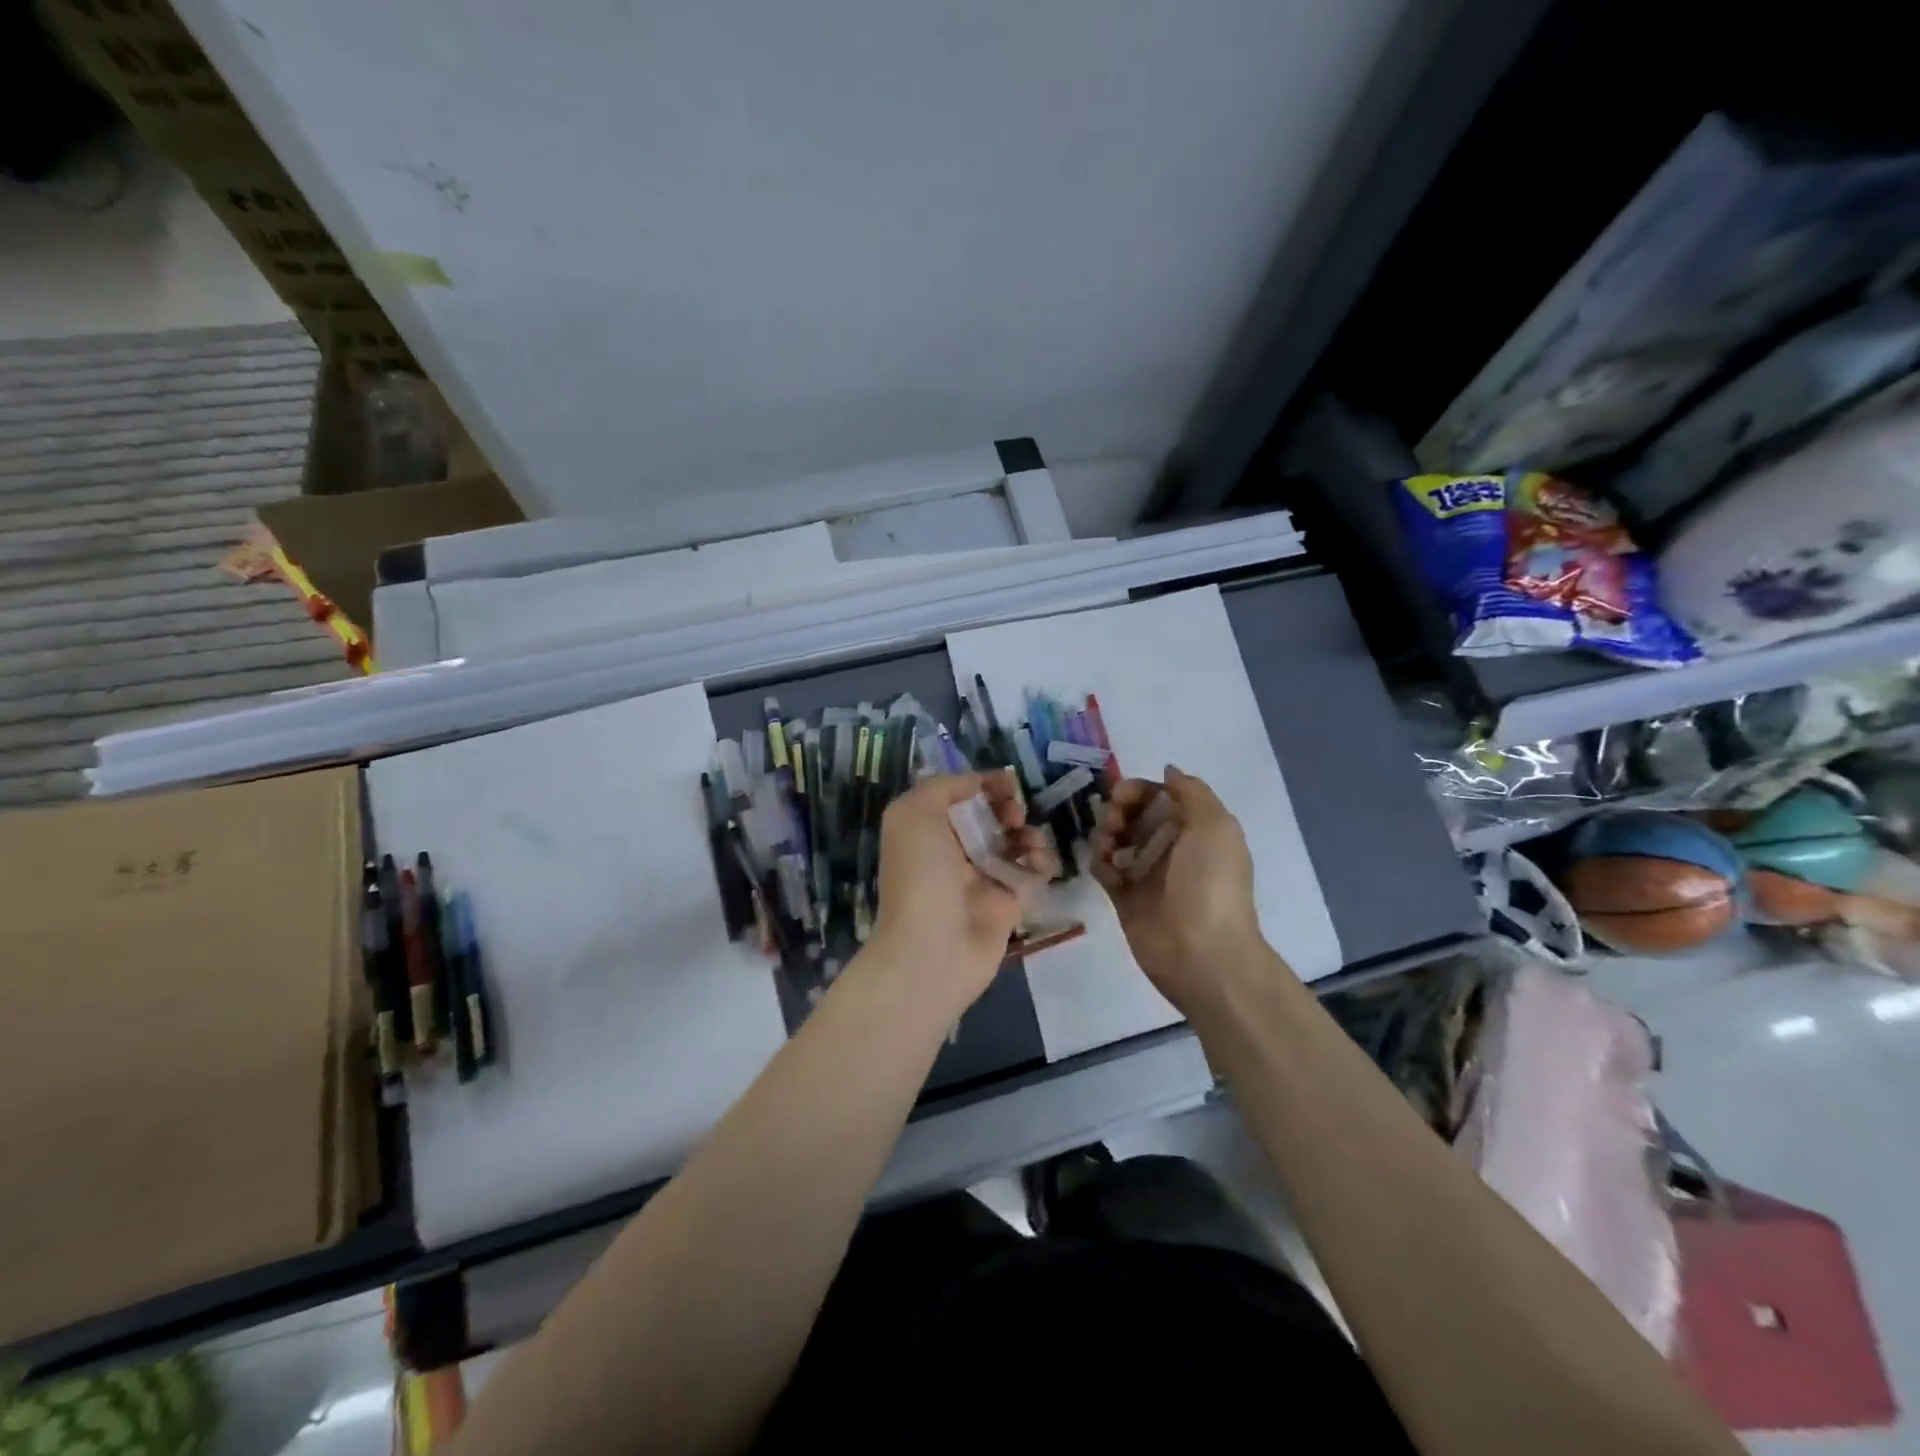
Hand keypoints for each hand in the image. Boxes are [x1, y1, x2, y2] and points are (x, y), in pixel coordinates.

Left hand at [864, 772, 1054, 1016]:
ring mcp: (981, 879)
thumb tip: (977, 783)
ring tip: (1031, 842)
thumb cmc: (921, 875)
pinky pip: (1031, 874)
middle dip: (1008, 808)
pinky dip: (1041, 863)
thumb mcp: (915, 814)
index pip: (960, 796)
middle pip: (991, 817)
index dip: (984, 784)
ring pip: (1015, 844)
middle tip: (1013, 814)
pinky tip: (1039, 863)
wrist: (932, 950)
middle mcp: (952, 851)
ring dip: (1029, 834)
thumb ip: (944, 787)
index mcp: (927, 829)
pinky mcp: (1007, 904)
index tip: (1008, 782)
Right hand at [1092, 766, 1274, 1013]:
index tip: (1122, 796)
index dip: (1138, 790)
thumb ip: (1191, 791)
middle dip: (1118, 810)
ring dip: (1105, 834)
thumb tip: (1169, 770)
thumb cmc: (1210, 883)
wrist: (1201, 953)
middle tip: (1114, 824)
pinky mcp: (1125, 897)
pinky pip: (1105, 868)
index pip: (1160, 795)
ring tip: (1108, 849)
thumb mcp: (1214, 825)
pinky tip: (1108, 871)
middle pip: (1134, 814)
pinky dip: (1101, 863)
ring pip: (1116, 838)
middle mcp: (1171, 846)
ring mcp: (1146, 872)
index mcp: (1195, 828)